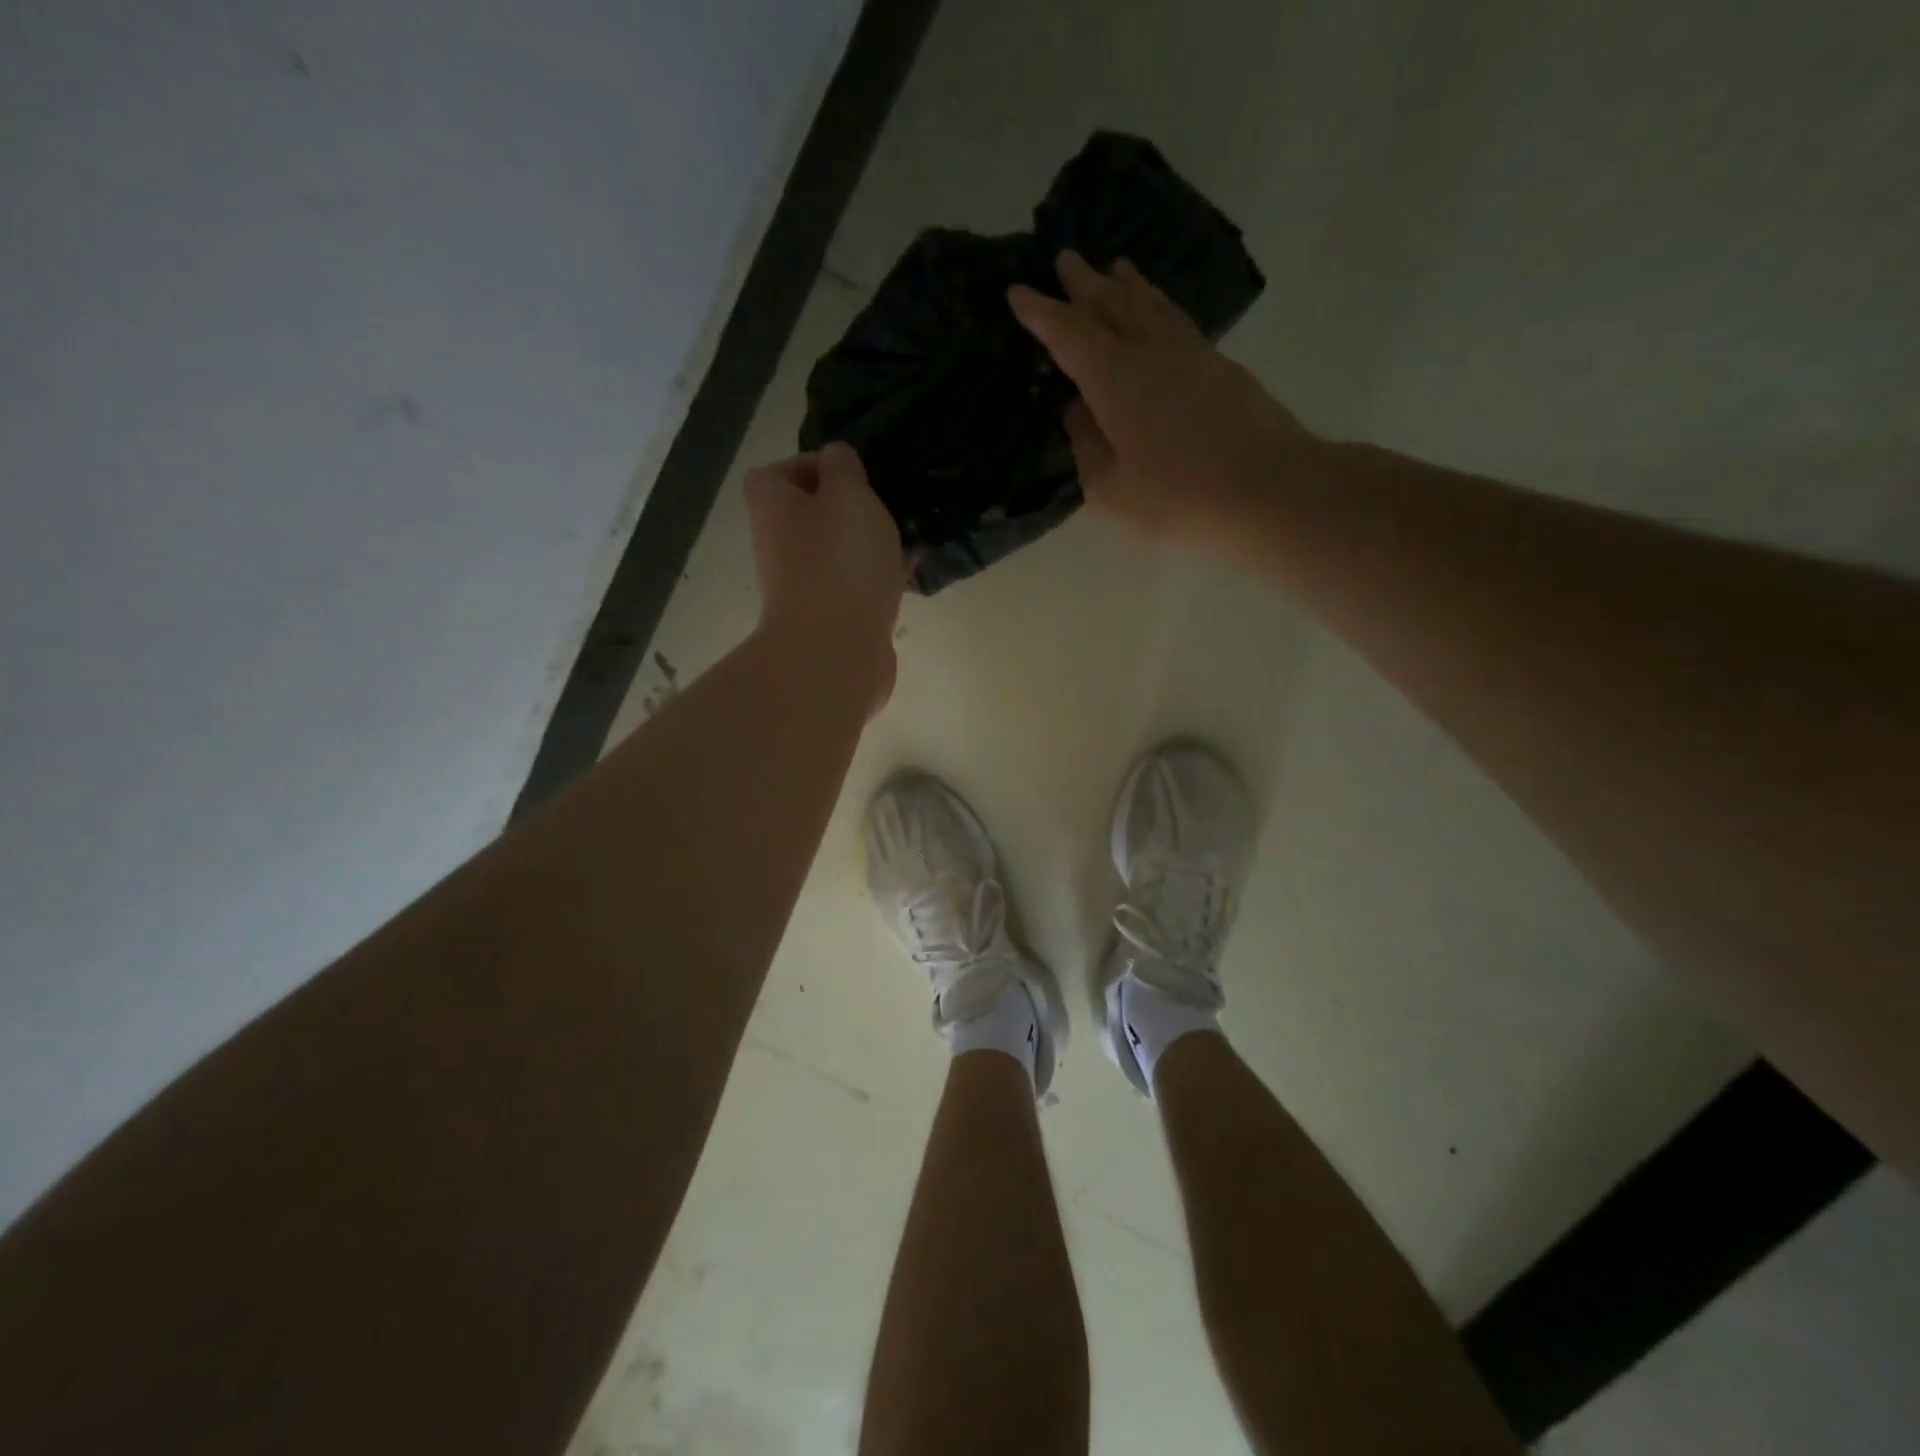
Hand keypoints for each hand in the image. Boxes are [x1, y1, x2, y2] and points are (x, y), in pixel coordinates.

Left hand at [745, 443, 905, 710]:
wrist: (835, 653)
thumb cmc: (840, 563)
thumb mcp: (849, 495)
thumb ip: (844, 467)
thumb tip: (837, 460)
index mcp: (773, 508)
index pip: (779, 472)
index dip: (817, 467)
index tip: (855, 478)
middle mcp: (778, 545)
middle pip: (813, 515)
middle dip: (853, 512)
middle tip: (886, 512)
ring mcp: (801, 586)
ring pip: (838, 553)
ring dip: (870, 548)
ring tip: (906, 546)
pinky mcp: (828, 619)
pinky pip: (854, 588)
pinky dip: (877, 581)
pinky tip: (908, 581)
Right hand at [1009, 252, 1318, 560]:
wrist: (1271, 492)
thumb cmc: (1179, 499)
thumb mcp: (1111, 491)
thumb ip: (1087, 448)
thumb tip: (1079, 413)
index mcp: (1115, 379)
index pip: (1069, 334)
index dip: (1041, 314)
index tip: (1018, 291)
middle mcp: (1151, 352)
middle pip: (1111, 305)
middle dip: (1084, 284)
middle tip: (1065, 259)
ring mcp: (1192, 354)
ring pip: (1151, 306)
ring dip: (1127, 286)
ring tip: (1115, 268)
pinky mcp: (1221, 367)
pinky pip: (1177, 321)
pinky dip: (1159, 307)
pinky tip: (1159, 313)